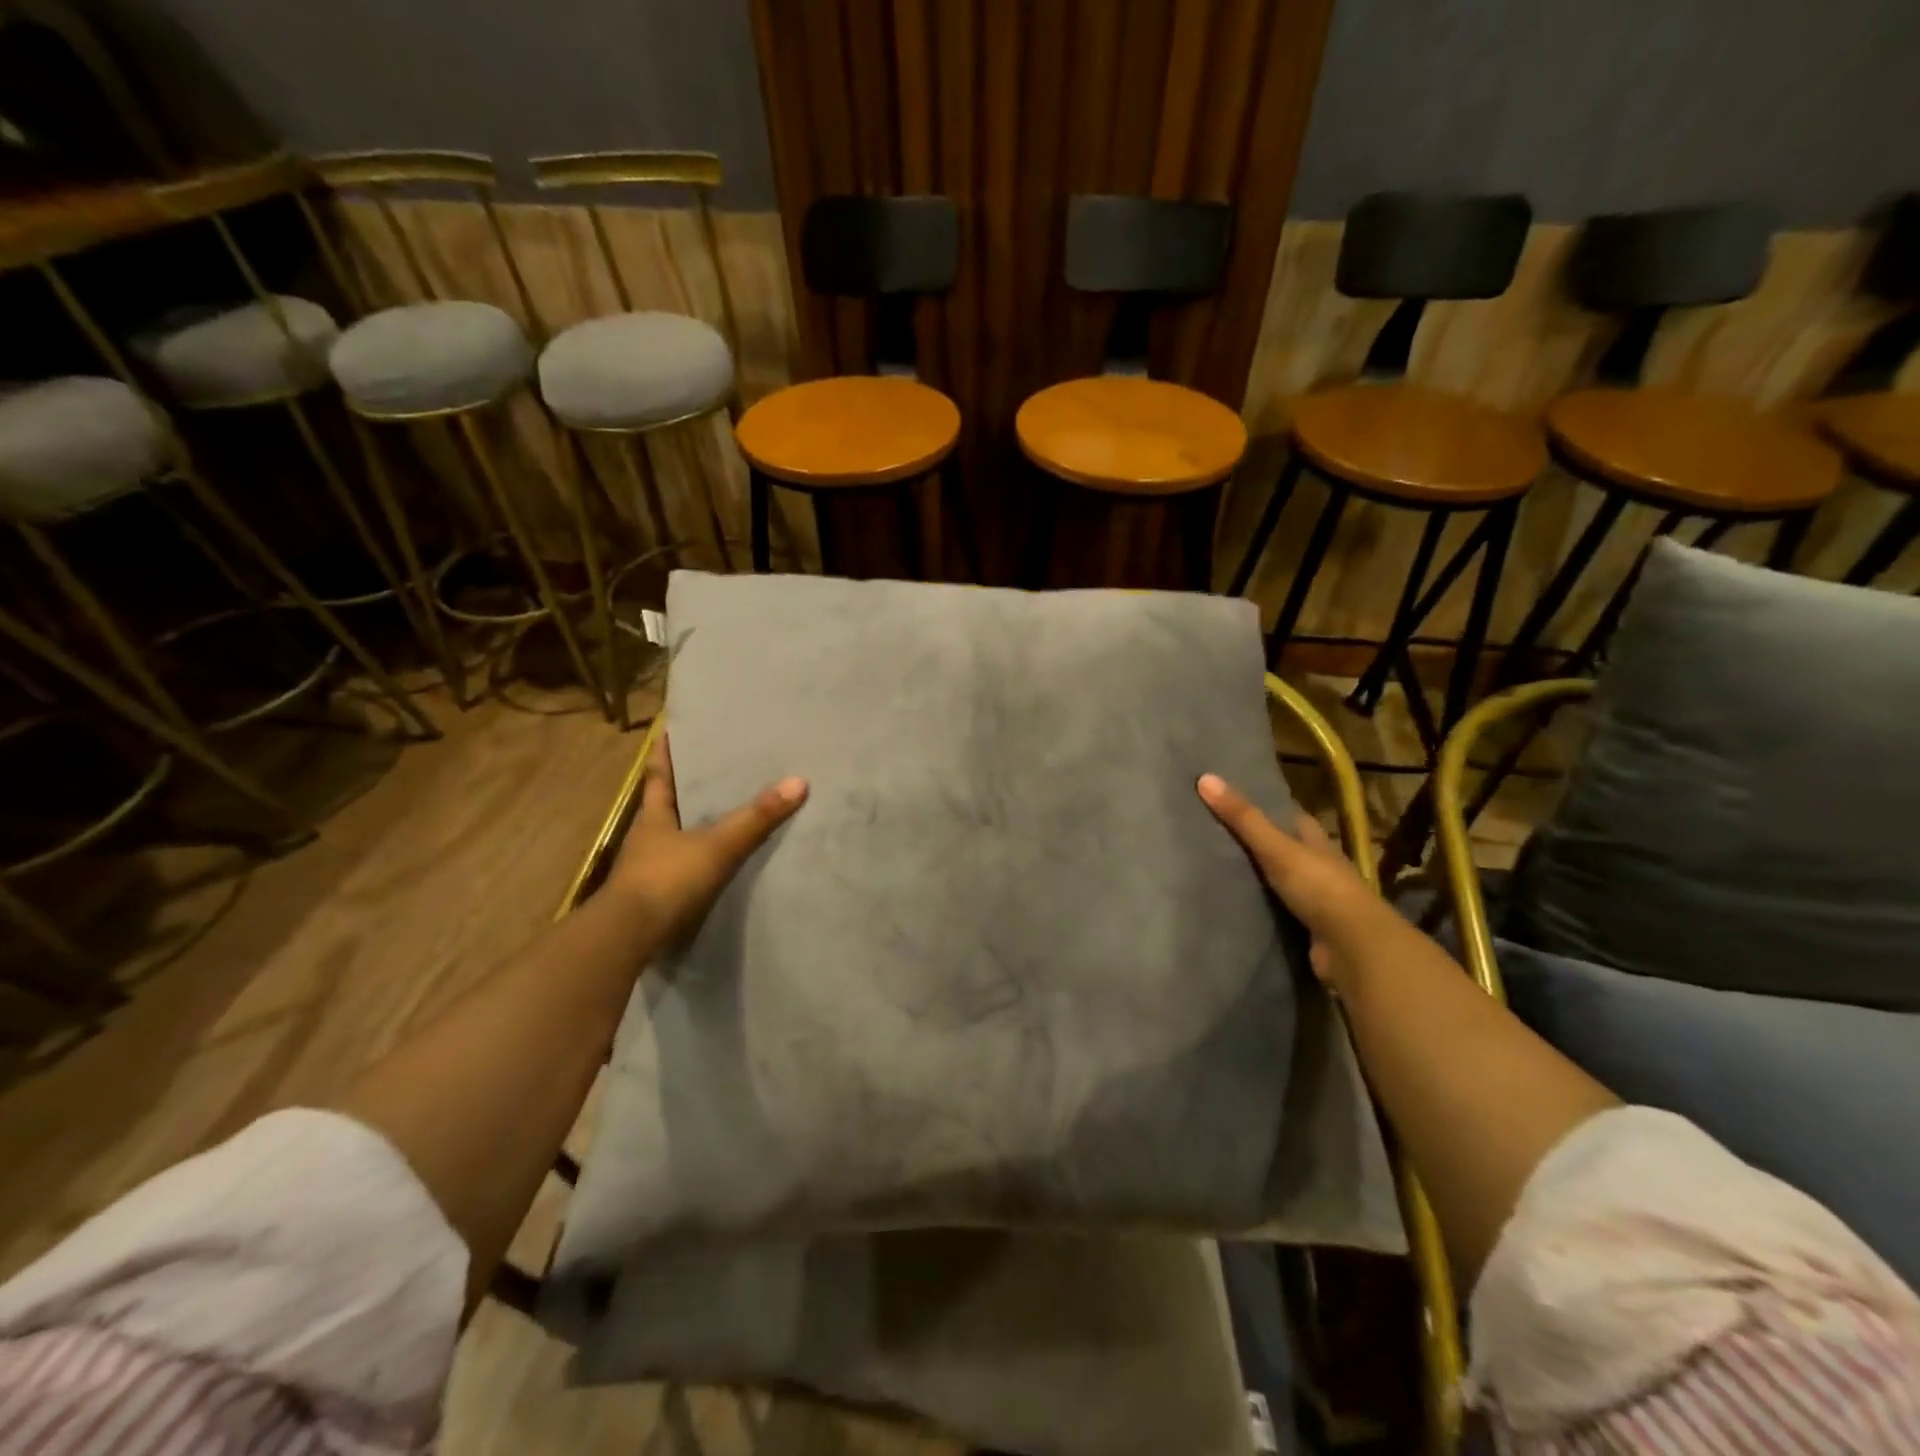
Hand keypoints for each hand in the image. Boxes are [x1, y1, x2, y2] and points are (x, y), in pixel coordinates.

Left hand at [607, 736, 807, 942]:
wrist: (629, 937)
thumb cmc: (667, 879)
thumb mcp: (718, 845)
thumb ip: (757, 818)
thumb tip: (799, 781)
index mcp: (654, 816)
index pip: (659, 775)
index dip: (664, 752)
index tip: (668, 729)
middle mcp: (648, 837)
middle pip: (666, 803)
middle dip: (685, 786)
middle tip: (711, 765)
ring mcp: (649, 868)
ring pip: (674, 836)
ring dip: (692, 824)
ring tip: (723, 811)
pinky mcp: (657, 896)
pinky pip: (683, 867)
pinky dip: (698, 859)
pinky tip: (717, 860)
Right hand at [1196, 773, 1386, 984]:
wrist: (1353, 948)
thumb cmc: (1319, 887)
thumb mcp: (1277, 848)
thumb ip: (1243, 818)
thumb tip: (1205, 778)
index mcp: (1317, 841)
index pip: (1292, 817)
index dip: (1268, 806)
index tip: (1235, 799)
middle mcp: (1320, 867)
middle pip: (1286, 848)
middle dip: (1258, 842)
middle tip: (1216, 833)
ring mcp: (1317, 899)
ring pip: (1282, 880)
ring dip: (1258, 877)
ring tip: (1217, 867)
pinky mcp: (1309, 928)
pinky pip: (1278, 911)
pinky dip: (1261, 907)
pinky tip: (1236, 904)